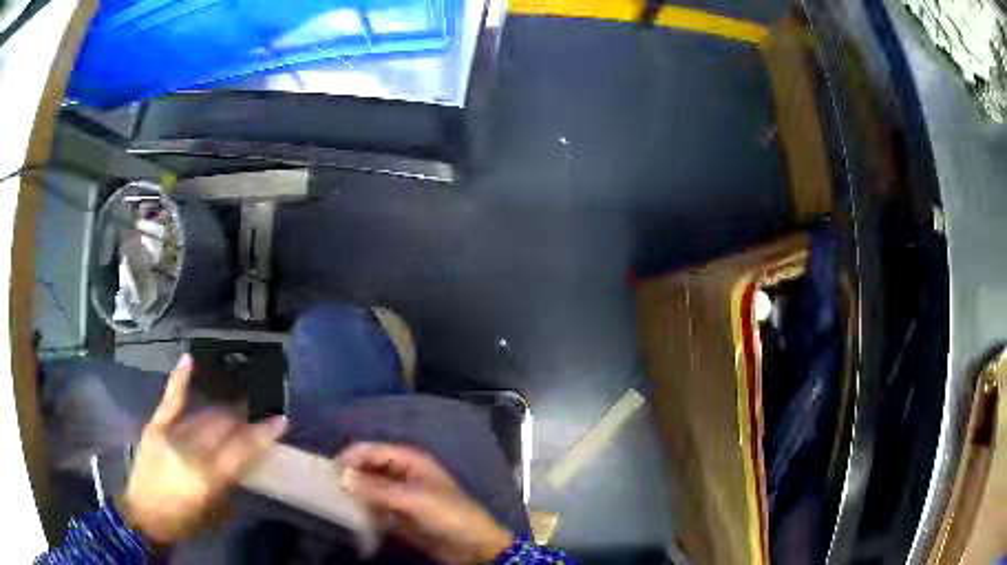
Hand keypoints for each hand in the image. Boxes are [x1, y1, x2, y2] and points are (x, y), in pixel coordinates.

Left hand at [117, 354, 287, 544]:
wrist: (144, 516)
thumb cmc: (184, 521)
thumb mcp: (216, 512)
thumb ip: (230, 482)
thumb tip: (243, 460)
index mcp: (208, 477)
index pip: (242, 449)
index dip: (263, 434)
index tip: (281, 420)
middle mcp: (190, 451)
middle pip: (223, 428)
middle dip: (243, 420)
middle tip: (257, 414)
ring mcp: (170, 435)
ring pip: (204, 416)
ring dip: (223, 411)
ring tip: (237, 406)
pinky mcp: (155, 427)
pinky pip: (170, 401)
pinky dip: (180, 380)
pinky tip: (188, 360)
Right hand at [339, 442, 514, 563]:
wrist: (472, 544)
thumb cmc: (447, 514)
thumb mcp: (412, 499)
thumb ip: (376, 488)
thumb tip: (342, 478)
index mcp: (409, 460)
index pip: (371, 450)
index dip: (350, 458)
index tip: (328, 474)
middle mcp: (402, 472)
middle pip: (368, 467)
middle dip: (350, 475)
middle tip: (328, 489)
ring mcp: (400, 494)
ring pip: (369, 487)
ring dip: (354, 494)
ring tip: (335, 503)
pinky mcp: (399, 514)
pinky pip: (375, 507)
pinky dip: (363, 509)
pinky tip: (352, 516)